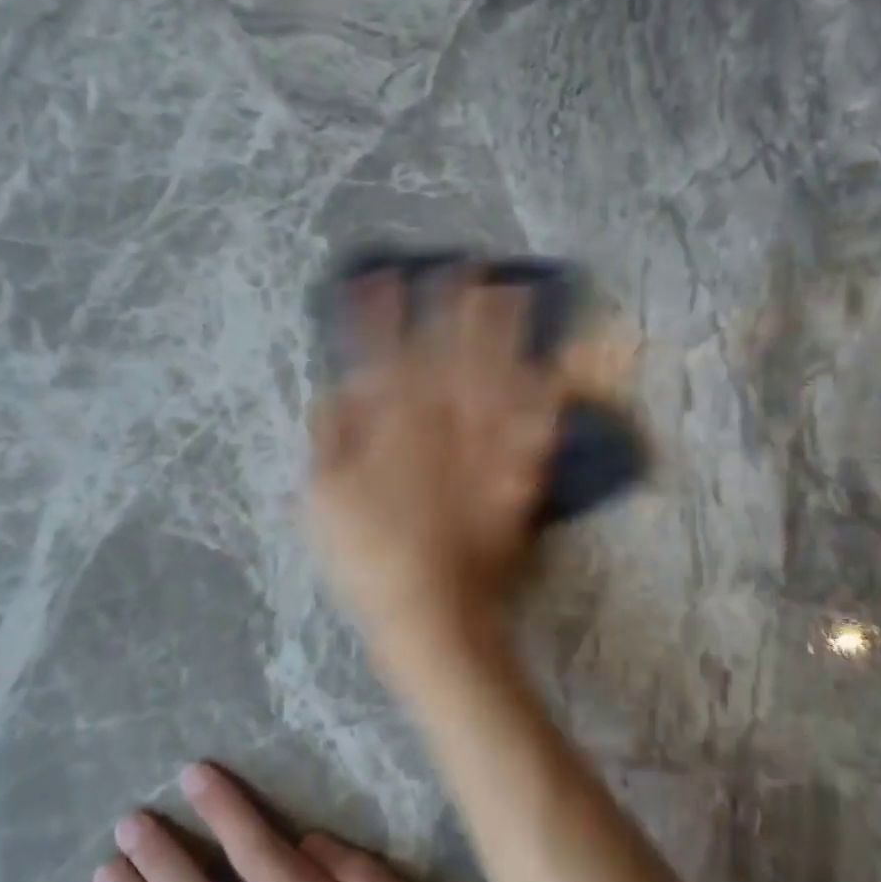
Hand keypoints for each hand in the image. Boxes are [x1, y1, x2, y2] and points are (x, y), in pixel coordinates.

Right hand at [305, 276, 561, 657]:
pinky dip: (546, 402)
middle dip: (458, 308)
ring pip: (494, 383)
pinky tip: (556, 373)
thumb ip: (329, 441)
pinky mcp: (511, 479)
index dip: (380, 314)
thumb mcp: (323, 505)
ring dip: (506, 337)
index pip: (380, 359)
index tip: (385, 274)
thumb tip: (338, 392)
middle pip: (448, 358)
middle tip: (474, 265)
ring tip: (518, 294)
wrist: (433, 616)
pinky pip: (533, 434)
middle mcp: (438, 431)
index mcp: (389, 434)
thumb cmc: (369, 565)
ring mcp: (481, 454)